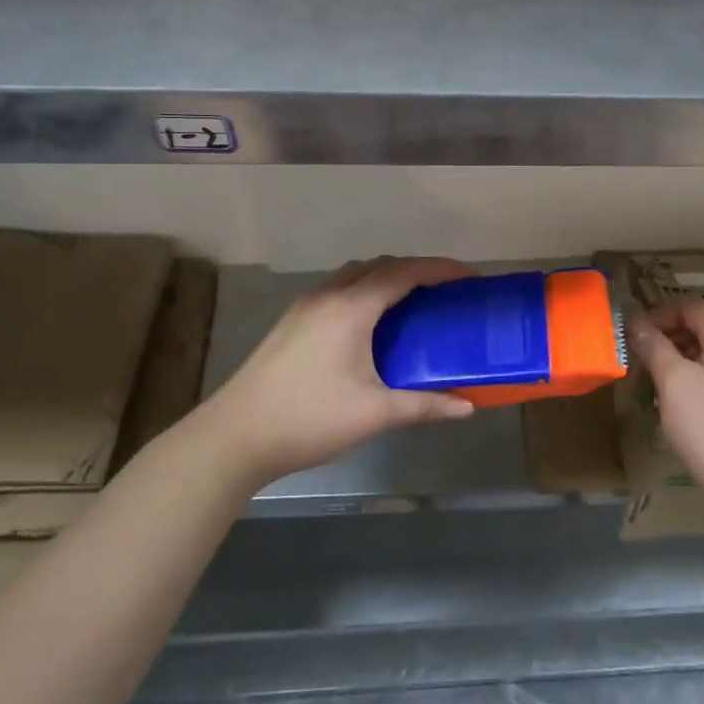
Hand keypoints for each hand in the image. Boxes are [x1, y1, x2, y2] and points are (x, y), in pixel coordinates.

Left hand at [197, 257, 476, 486]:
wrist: (233, 437)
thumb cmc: (308, 420)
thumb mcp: (373, 414)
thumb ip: (424, 406)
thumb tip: (467, 407)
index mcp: (351, 309)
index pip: (404, 273)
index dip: (441, 269)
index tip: (470, 276)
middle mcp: (328, 296)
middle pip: (380, 266)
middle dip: (417, 269)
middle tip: (446, 290)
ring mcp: (304, 307)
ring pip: (354, 275)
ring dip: (387, 278)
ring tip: (413, 302)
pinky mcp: (290, 322)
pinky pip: (338, 290)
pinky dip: (365, 291)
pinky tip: (371, 324)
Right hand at [630, 298, 703, 508]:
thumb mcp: (673, 384)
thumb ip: (654, 345)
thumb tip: (636, 321)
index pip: (694, 307)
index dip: (661, 315)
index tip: (636, 335)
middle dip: (676, 337)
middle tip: (647, 360)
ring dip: (693, 356)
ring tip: (667, 381)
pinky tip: (696, 399)